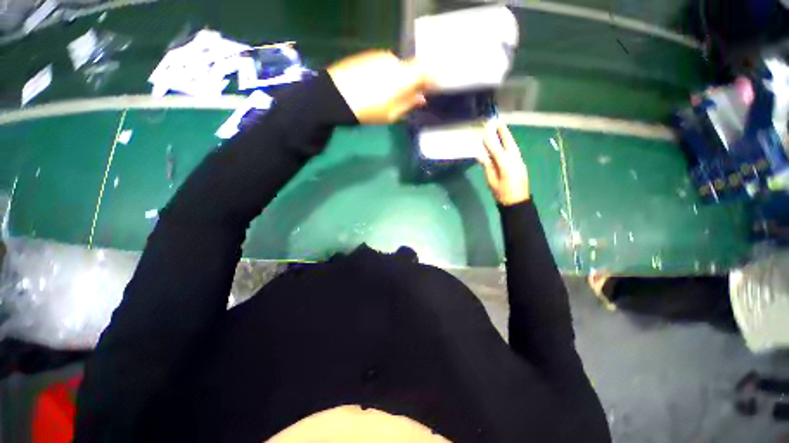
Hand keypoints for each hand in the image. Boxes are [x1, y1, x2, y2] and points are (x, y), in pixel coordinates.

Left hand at [327, 51, 431, 123]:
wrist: (335, 96)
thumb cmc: (367, 110)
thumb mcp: (392, 114)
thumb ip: (409, 104)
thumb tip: (421, 98)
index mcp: (403, 76)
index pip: (425, 71)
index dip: (430, 80)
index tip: (430, 91)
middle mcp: (394, 61)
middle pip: (410, 69)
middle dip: (411, 82)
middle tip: (407, 98)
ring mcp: (379, 56)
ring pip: (396, 66)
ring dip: (397, 78)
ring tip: (387, 95)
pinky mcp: (367, 55)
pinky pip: (383, 64)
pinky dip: (385, 74)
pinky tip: (375, 86)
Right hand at [478, 122, 529, 205]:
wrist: (518, 202)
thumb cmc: (501, 193)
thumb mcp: (491, 181)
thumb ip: (488, 166)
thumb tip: (481, 155)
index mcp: (505, 165)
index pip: (496, 149)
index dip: (490, 139)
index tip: (485, 130)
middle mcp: (514, 160)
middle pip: (509, 143)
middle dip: (503, 132)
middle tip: (498, 122)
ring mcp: (519, 161)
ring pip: (513, 146)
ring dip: (507, 137)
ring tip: (502, 129)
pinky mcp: (521, 164)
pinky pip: (514, 151)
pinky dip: (509, 145)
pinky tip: (505, 144)